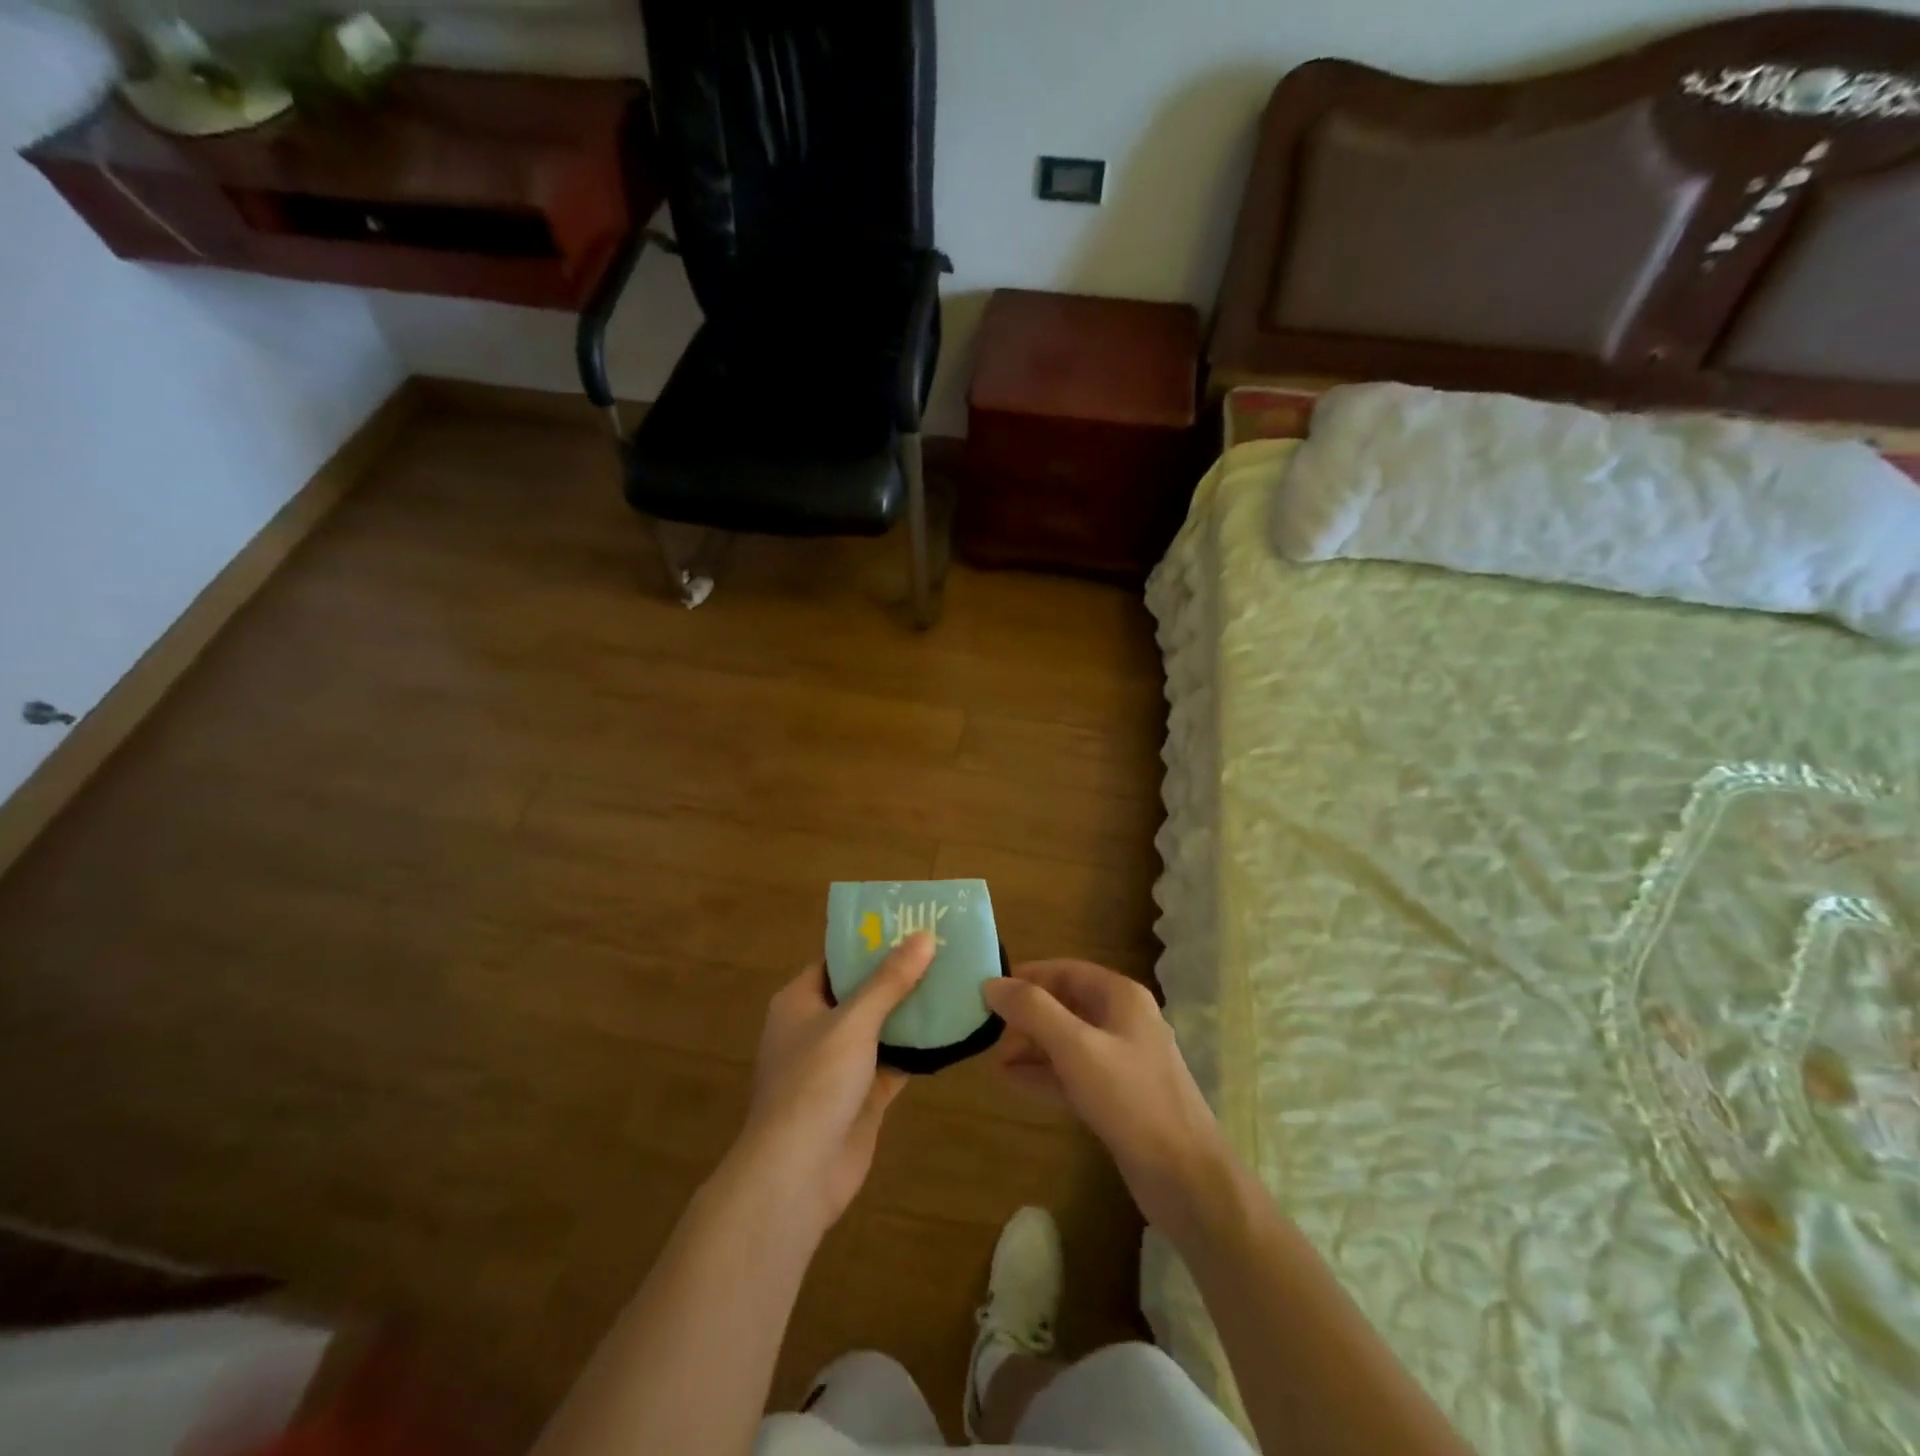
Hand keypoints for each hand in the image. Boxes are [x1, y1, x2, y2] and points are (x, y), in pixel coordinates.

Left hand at [729, 933, 934, 1233]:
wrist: (798, 1174)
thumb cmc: (814, 1082)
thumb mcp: (853, 1021)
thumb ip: (889, 980)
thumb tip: (924, 936)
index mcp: (800, 1001)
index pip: (837, 959)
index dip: (871, 941)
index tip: (911, 923)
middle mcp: (817, 1028)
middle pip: (863, 991)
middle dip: (900, 974)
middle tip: (944, 949)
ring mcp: (840, 1064)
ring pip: (881, 1026)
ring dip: (912, 1010)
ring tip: (955, 980)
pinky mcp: (862, 1095)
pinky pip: (894, 1061)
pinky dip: (918, 1048)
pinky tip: (951, 1030)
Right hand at [984, 960, 1232, 1232]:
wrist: (1185, 1178)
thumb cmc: (1131, 1099)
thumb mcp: (1076, 1047)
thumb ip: (1032, 1011)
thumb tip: (992, 983)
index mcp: (1121, 997)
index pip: (1066, 971)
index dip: (1027, 977)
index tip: (990, 991)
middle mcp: (1124, 1021)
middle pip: (1065, 1005)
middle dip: (1026, 1018)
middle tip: (988, 1035)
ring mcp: (1123, 1060)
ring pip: (1067, 1041)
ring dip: (1031, 1048)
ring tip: (992, 1061)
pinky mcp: (1118, 1096)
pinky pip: (1074, 1073)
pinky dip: (1044, 1074)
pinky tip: (1013, 1082)